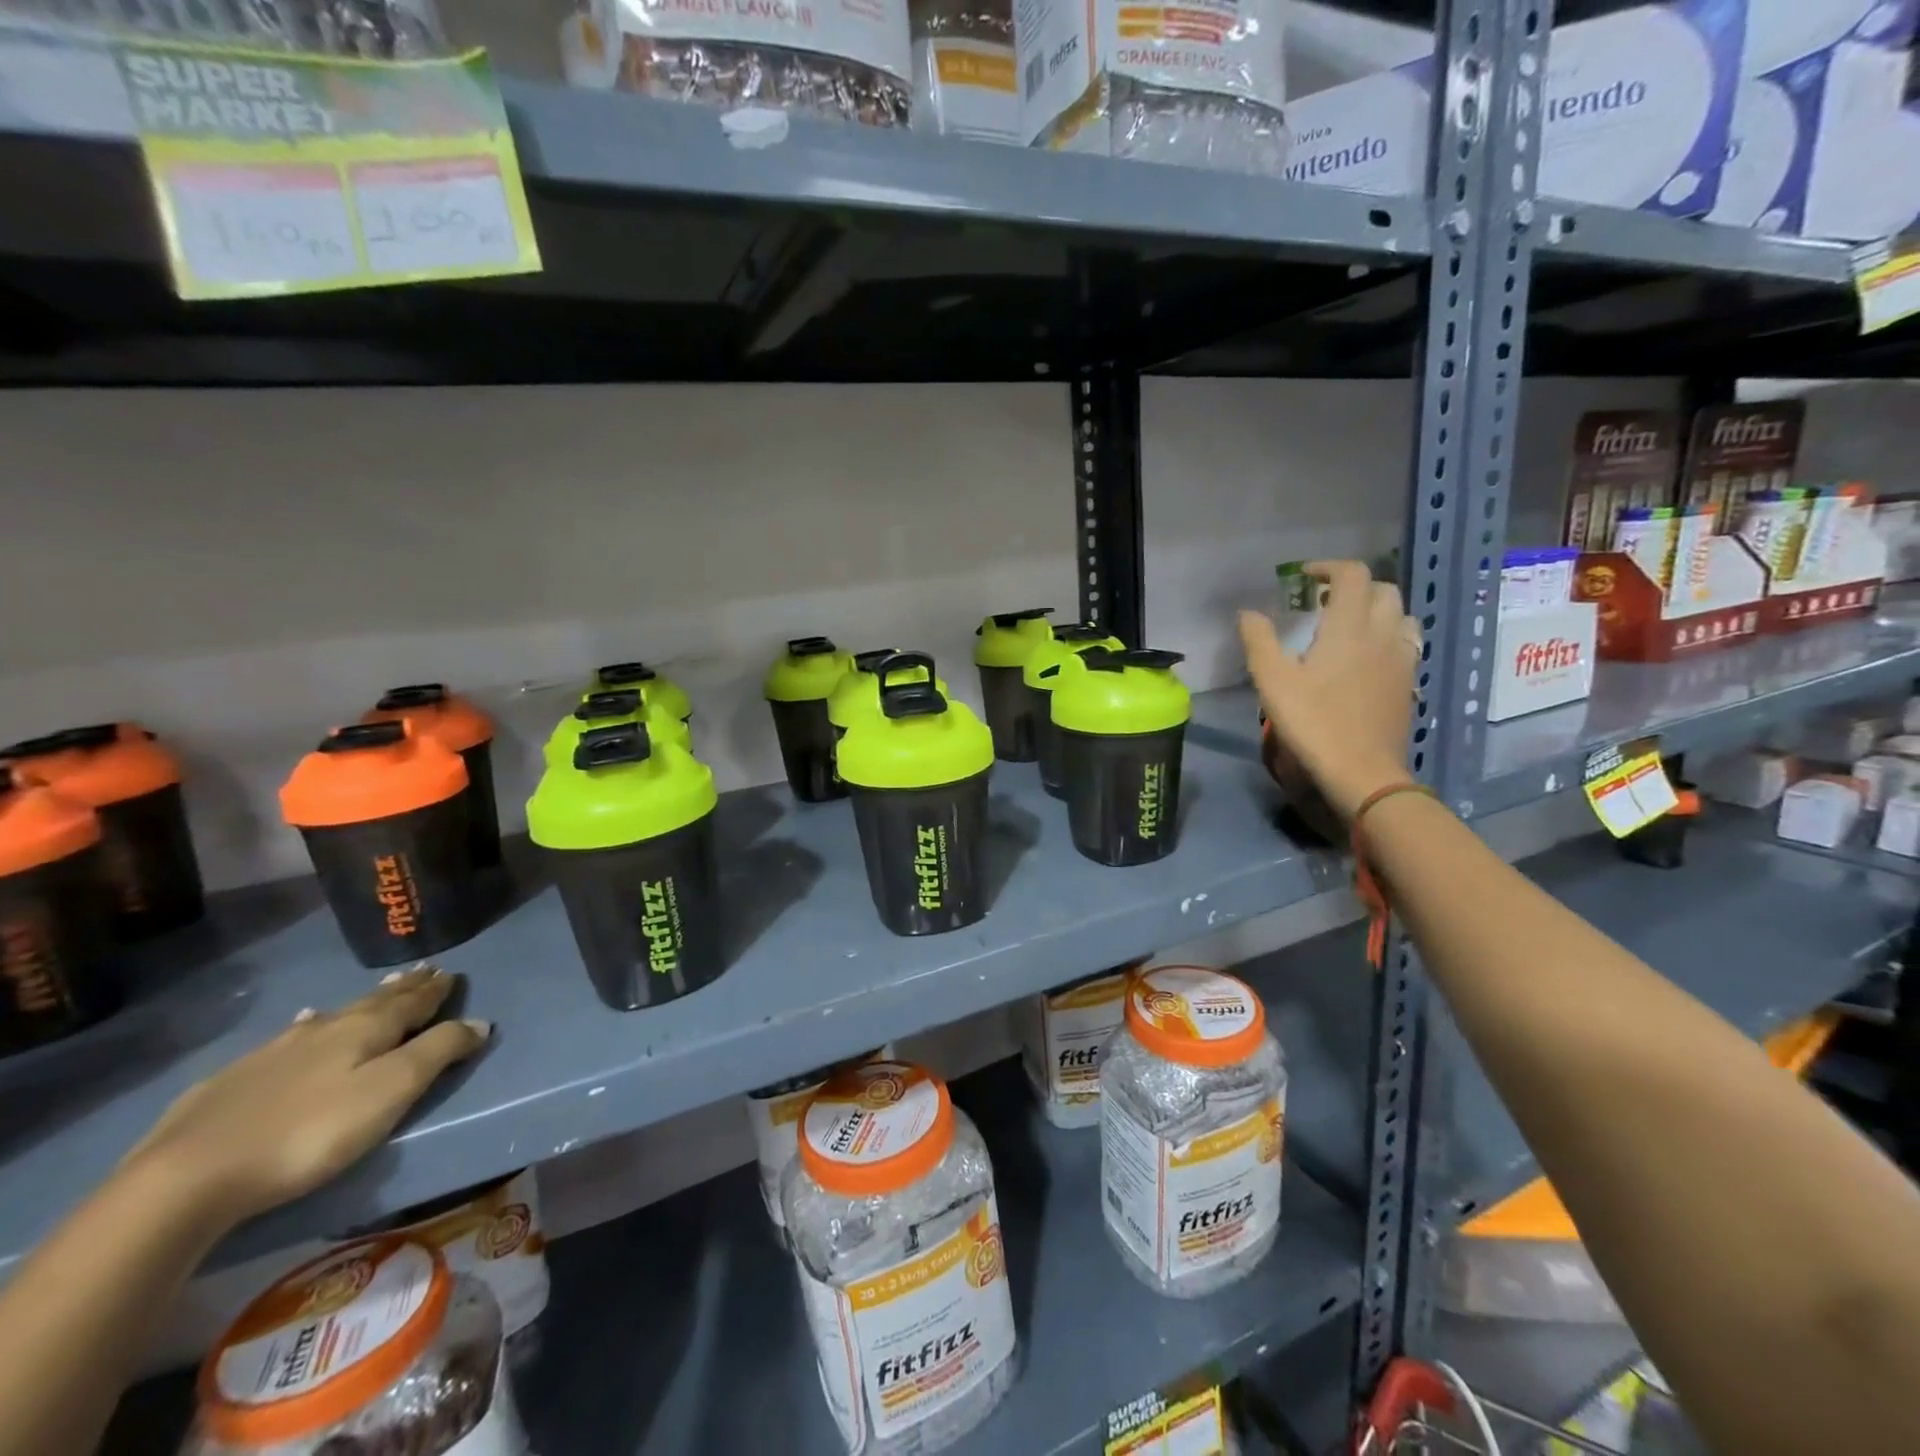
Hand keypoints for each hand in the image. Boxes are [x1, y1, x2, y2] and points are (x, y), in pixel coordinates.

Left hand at [123, 966, 488, 1228]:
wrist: (185, 1178)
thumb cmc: (310, 1132)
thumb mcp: (390, 1092)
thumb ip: (438, 1053)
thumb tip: (480, 1021)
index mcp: (365, 1030)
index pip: (412, 1002)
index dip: (435, 990)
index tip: (451, 973)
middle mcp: (323, 1029)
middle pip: (373, 1003)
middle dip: (403, 988)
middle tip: (422, 971)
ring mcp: (272, 1053)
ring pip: (329, 1017)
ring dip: (358, 1004)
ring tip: (375, 993)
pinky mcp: (230, 1082)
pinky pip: (286, 1039)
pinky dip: (306, 1028)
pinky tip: (298, 1027)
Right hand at [1241, 560, 1420, 818]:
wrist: (1362, 771)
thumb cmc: (1313, 723)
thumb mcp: (1272, 682)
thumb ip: (1259, 641)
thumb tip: (1249, 613)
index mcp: (1349, 627)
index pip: (1352, 575)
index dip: (1329, 567)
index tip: (1305, 577)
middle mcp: (1382, 634)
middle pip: (1382, 589)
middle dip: (1354, 587)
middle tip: (1324, 602)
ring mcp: (1402, 659)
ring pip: (1401, 615)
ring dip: (1376, 610)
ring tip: (1349, 626)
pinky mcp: (1409, 683)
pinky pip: (1406, 643)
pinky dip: (1388, 636)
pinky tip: (1368, 658)